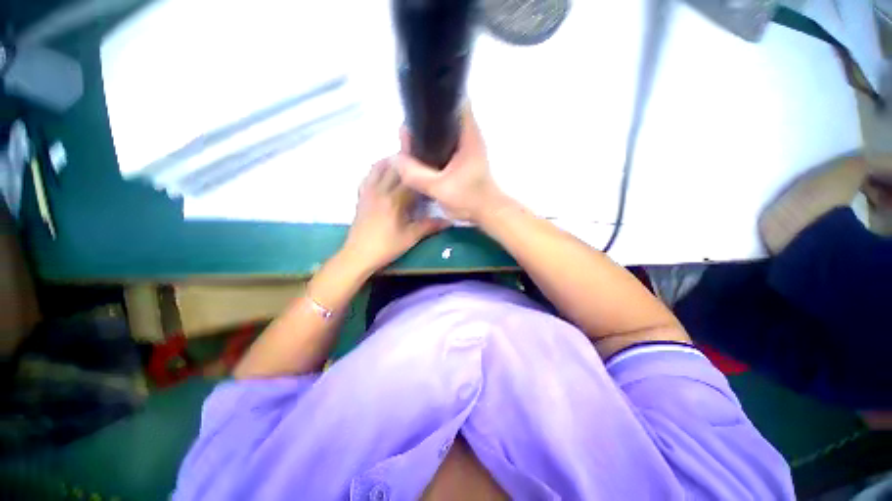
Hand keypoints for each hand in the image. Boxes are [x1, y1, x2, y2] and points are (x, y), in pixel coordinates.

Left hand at [342, 159, 448, 272]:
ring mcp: (368, 192)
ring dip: (390, 161)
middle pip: (394, 167)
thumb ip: (429, 226)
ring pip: (378, 167)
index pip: (410, 178)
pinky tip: (383, 174)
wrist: (358, 254)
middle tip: (420, 159)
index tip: (431, 167)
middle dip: (407, 161)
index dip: (421, 171)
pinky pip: (368, 176)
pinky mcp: (361, 197)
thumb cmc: (386, 247)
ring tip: (403, 163)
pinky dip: (376, 170)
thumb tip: (449, 220)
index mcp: (394, 200)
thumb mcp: (410, 237)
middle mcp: (380, 190)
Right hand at [395, 106, 504, 222]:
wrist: (485, 212)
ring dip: (427, 135)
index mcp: (468, 135)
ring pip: (443, 132)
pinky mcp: (463, 158)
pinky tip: (420, 156)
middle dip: (425, 121)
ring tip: (409, 143)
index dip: (436, 98)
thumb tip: (395, 160)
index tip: (417, 106)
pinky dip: (432, 147)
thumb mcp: (439, 188)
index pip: (455, 100)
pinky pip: (444, 145)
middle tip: (407, 133)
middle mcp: (468, 136)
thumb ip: (416, 175)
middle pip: (444, 116)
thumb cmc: (469, 198)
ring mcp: (466, 147)